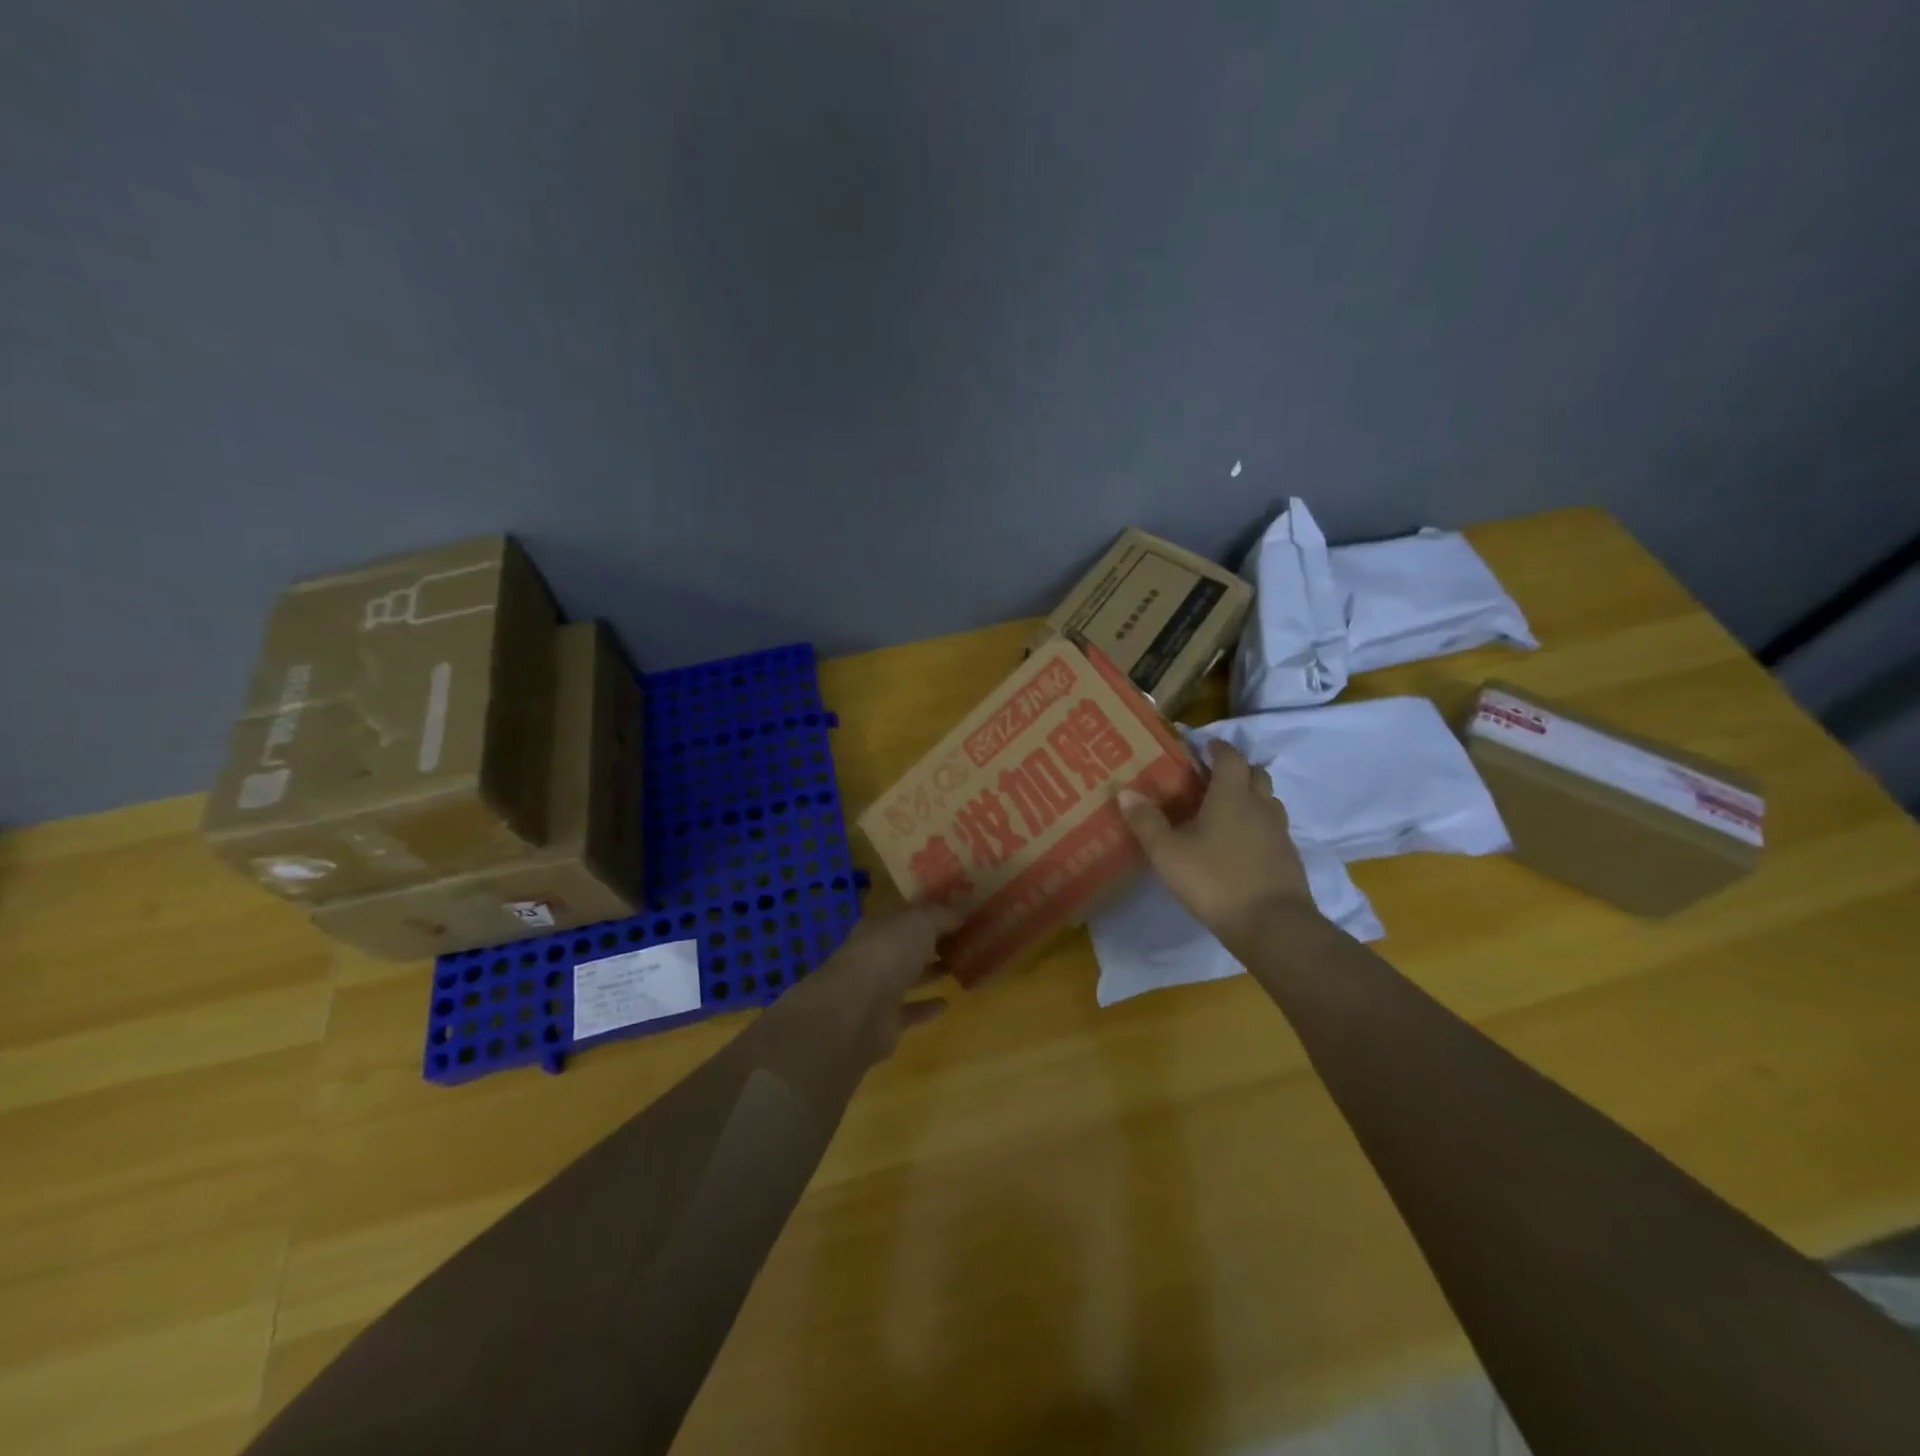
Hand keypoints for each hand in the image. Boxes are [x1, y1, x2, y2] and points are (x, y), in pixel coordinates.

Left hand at [803, 903, 956, 1062]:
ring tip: (963, 967)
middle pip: (909, 944)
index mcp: (880, 926)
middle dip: (934, 941)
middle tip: (968, 940)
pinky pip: (911, 1010)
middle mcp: (877, 954)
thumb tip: (966, 905)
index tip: (962, 911)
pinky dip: (927, 1006)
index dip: (933, 911)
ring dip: (932, 971)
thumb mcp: (920, 923)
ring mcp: (878, 988)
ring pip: (909, 976)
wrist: (855, 1012)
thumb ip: (943, 915)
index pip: (908, 914)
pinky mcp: (885, 1021)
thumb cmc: (887, 955)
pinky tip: (947, 1002)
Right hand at [1118, 741, 1318, 946]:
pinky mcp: (1288, 857)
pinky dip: (1258, 825)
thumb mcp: (1168, 853)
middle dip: (1236, 769)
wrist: (1272, 925)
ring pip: (1268, 801)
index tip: (1201, 746)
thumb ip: (1146, 821)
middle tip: (1211, 778)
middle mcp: (1260, 806)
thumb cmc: (1215, 880)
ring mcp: (1279, 832)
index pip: (1229, 757)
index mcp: (1232, 795)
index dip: (1216, 748)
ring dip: (1250, 796)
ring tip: (1225, 810)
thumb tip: (1125, 791)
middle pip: (1255, 773)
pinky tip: (1240, 844)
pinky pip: (1273, 828)